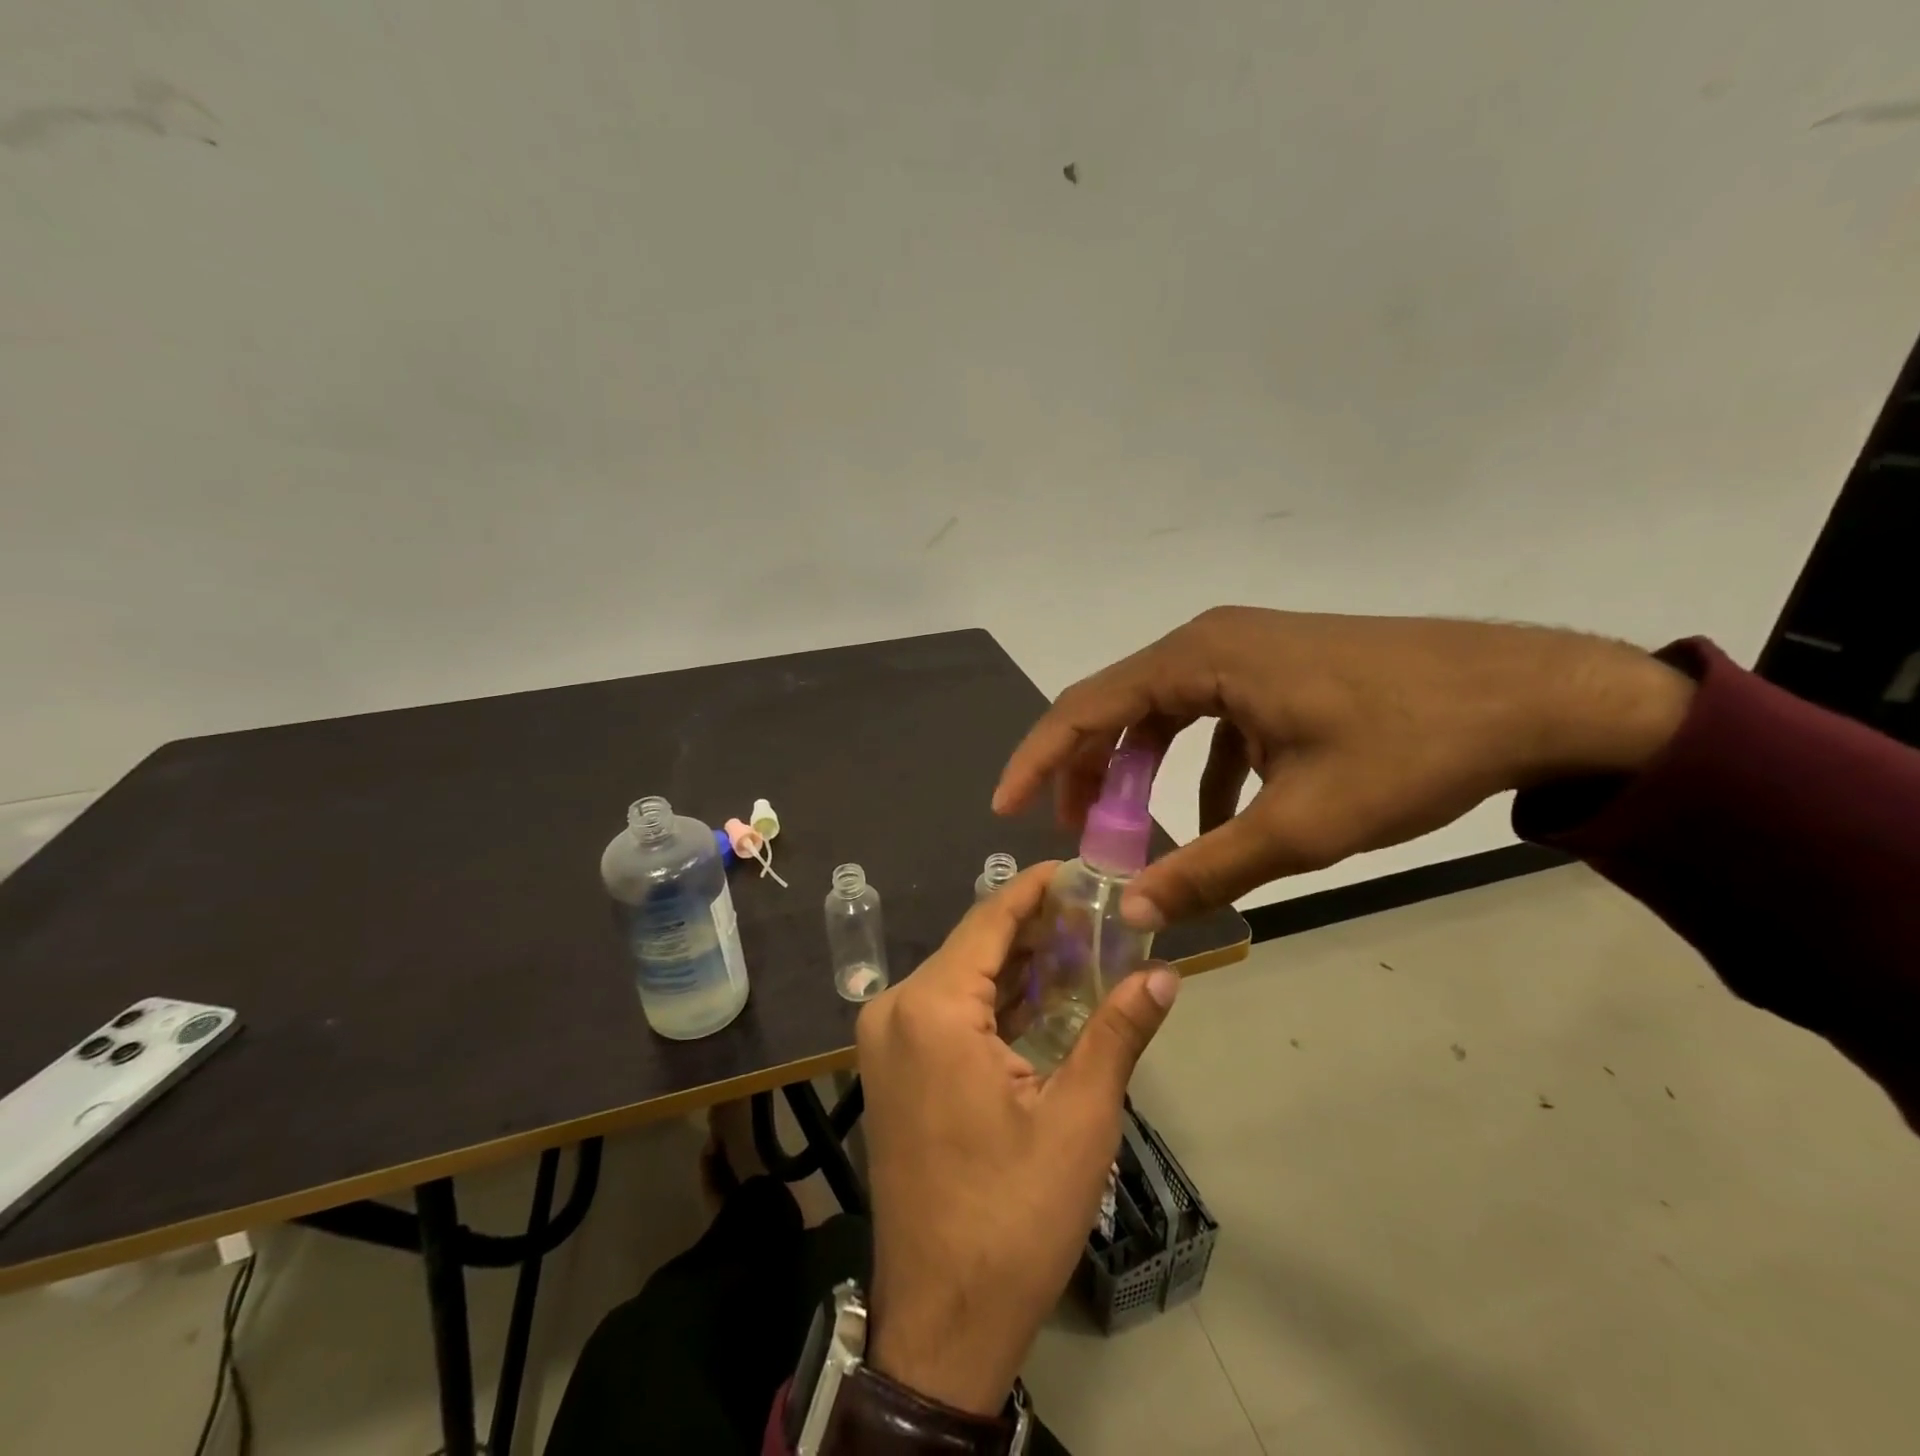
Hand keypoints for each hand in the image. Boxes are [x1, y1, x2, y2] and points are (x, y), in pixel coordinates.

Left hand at [857, 863, 1181, 1414]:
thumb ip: (1118, 1032)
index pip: (990, 919)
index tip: (1083, 868)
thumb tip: (1165, 972)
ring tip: (1085, 945)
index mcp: (931, 1008)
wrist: (941, 1319)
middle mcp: (896, 1009)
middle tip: (1102, 913)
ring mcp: (887, 1040)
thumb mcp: (1079, 1119)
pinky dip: (995, 1000)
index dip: (1038, 888)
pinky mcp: (894, 1068)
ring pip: (962, 977)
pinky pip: (948, 1011)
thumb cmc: (1012, 1216)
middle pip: (975, 945)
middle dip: (1037, 928)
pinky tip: (1044, 995)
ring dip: (1019, 965)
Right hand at [995, 607, 1693, 927]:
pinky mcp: (1276, 669)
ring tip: (1135, 832)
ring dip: (1141, 771)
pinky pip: (1211, 716)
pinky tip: (1222, 812)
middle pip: (1118, 708)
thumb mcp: (1303, 824)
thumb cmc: (1410, 749)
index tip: (1005, 807)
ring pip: (1163, 713)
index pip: (1086, 707)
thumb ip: (1209, 868)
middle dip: (1088, 774)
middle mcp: (1209, 642)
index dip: (1039, 760)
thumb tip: (1134, 914)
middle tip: (1077, 836)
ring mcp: (1245, 651)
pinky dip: (1199, 766)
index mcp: (1199, 659)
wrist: (1534, 695)